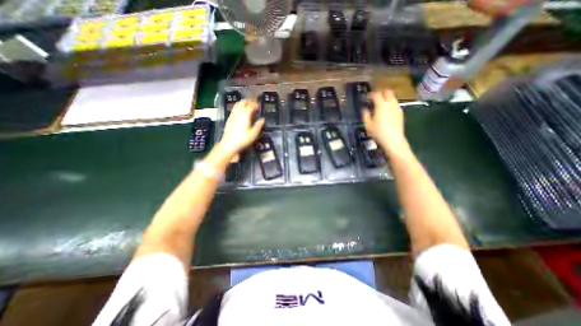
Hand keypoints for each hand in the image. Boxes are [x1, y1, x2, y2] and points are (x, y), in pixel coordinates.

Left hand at [218, 100, 264, 158]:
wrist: (229, 144)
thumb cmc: (243, 139)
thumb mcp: (253, 134)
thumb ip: (258, 125)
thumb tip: (262, 119)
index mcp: (245, 115)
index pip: (251, 105)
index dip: (256, 105)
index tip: (259, 106)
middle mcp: (238, 112)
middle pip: (243, 102)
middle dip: (249, 101)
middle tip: (254, 103)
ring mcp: (232, 115)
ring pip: (238, 105)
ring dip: (243, 103)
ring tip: (248, 105)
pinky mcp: (229, 118)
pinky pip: (234, 109)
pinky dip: (239, 107)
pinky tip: (241, 112)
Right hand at [362, 89, 407, 155]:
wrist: (393, 139)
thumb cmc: (378, 132)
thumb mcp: (367, 124)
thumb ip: (365, 114)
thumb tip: (365, 109)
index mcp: (381, 105)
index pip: (376, 94)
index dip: (370, 95)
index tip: (366, 99)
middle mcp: (390, 103)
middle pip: (387, 92)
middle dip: (380, 93)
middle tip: (374, 99)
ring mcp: (397, 107)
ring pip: (392, 97)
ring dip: (386, 99)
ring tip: (380, 106)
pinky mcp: (400, 113)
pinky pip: (395, 104)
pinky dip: (390, 105)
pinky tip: (386, 113)